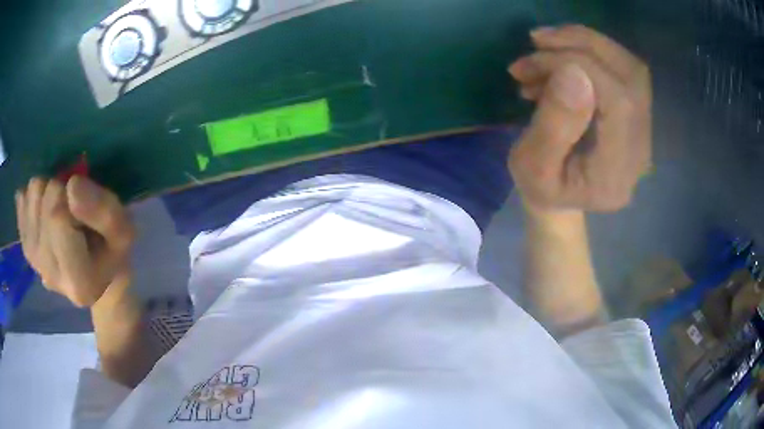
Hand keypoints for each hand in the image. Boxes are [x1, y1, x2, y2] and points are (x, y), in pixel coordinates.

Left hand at [15, 176, 134, 307]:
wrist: (94, 278)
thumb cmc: (112, 253)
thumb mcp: (123, 232)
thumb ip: (104, 212)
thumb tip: (72, 185)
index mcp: (77, 282)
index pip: (58, 218)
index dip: (72, 199)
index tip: (84, 212)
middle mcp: (49, 275)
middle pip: (45, 204)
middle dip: (61, 192)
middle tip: (74, 211)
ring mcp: (33, 261)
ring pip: (32, 194)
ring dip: (48, 190)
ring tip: (61, 210)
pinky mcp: (24, 246)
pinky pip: (23, 199)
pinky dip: (35, 195)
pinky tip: (45, 209)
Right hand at [508, 25, 651, 212]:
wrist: (561, 196)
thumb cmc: (541, 187)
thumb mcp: (532, 165)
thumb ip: (554, 125)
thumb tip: (573, 72)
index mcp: (617, 172)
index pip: (618, 101)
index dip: (582, 66)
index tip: (536, 60)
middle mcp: (641, 149)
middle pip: (630, 76)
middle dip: (582, 46)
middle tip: (537, 41)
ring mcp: (644, 130)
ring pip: (629, 66)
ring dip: (587, 44)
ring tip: (545, 45)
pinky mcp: (637, 113)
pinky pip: (622, 68)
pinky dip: (591, 52)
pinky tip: (562, 56)